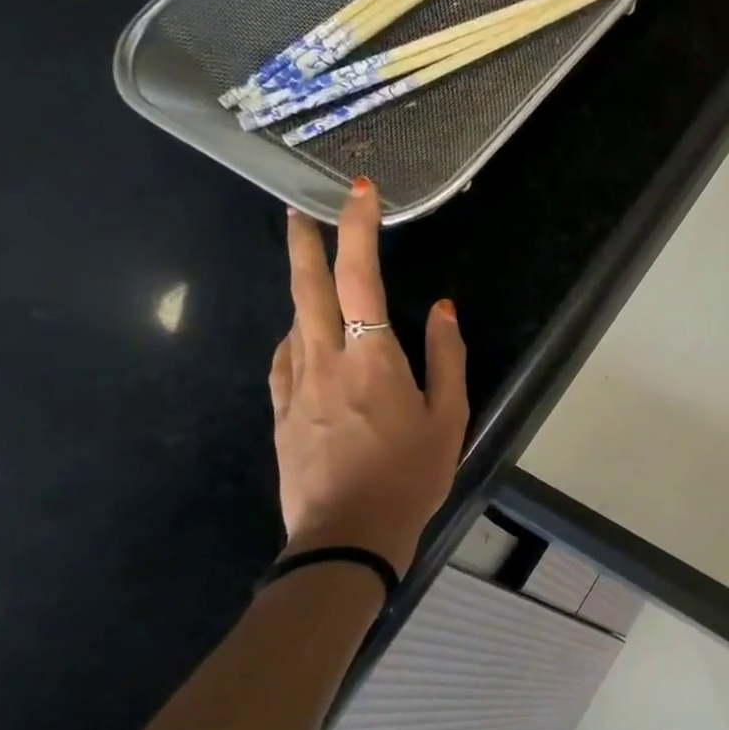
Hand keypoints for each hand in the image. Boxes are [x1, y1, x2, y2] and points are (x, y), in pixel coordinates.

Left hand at [268, 179, 468, 573]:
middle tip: (300, 210)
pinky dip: (296, 334)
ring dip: (301, 288)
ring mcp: (294, 386)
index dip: (357, 231)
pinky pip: (285, 358)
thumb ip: (446, 358)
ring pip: (293, 321)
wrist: (347, 535)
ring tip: (313, 273)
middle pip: (306, 288)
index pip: (360, 279)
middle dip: (304, 243)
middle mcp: (324, 360)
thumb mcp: (448, 418)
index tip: (358, 193)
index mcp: (372, 359)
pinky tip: (304, 337)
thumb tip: (443, 309)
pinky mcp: (280, 413)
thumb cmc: (410, 475)